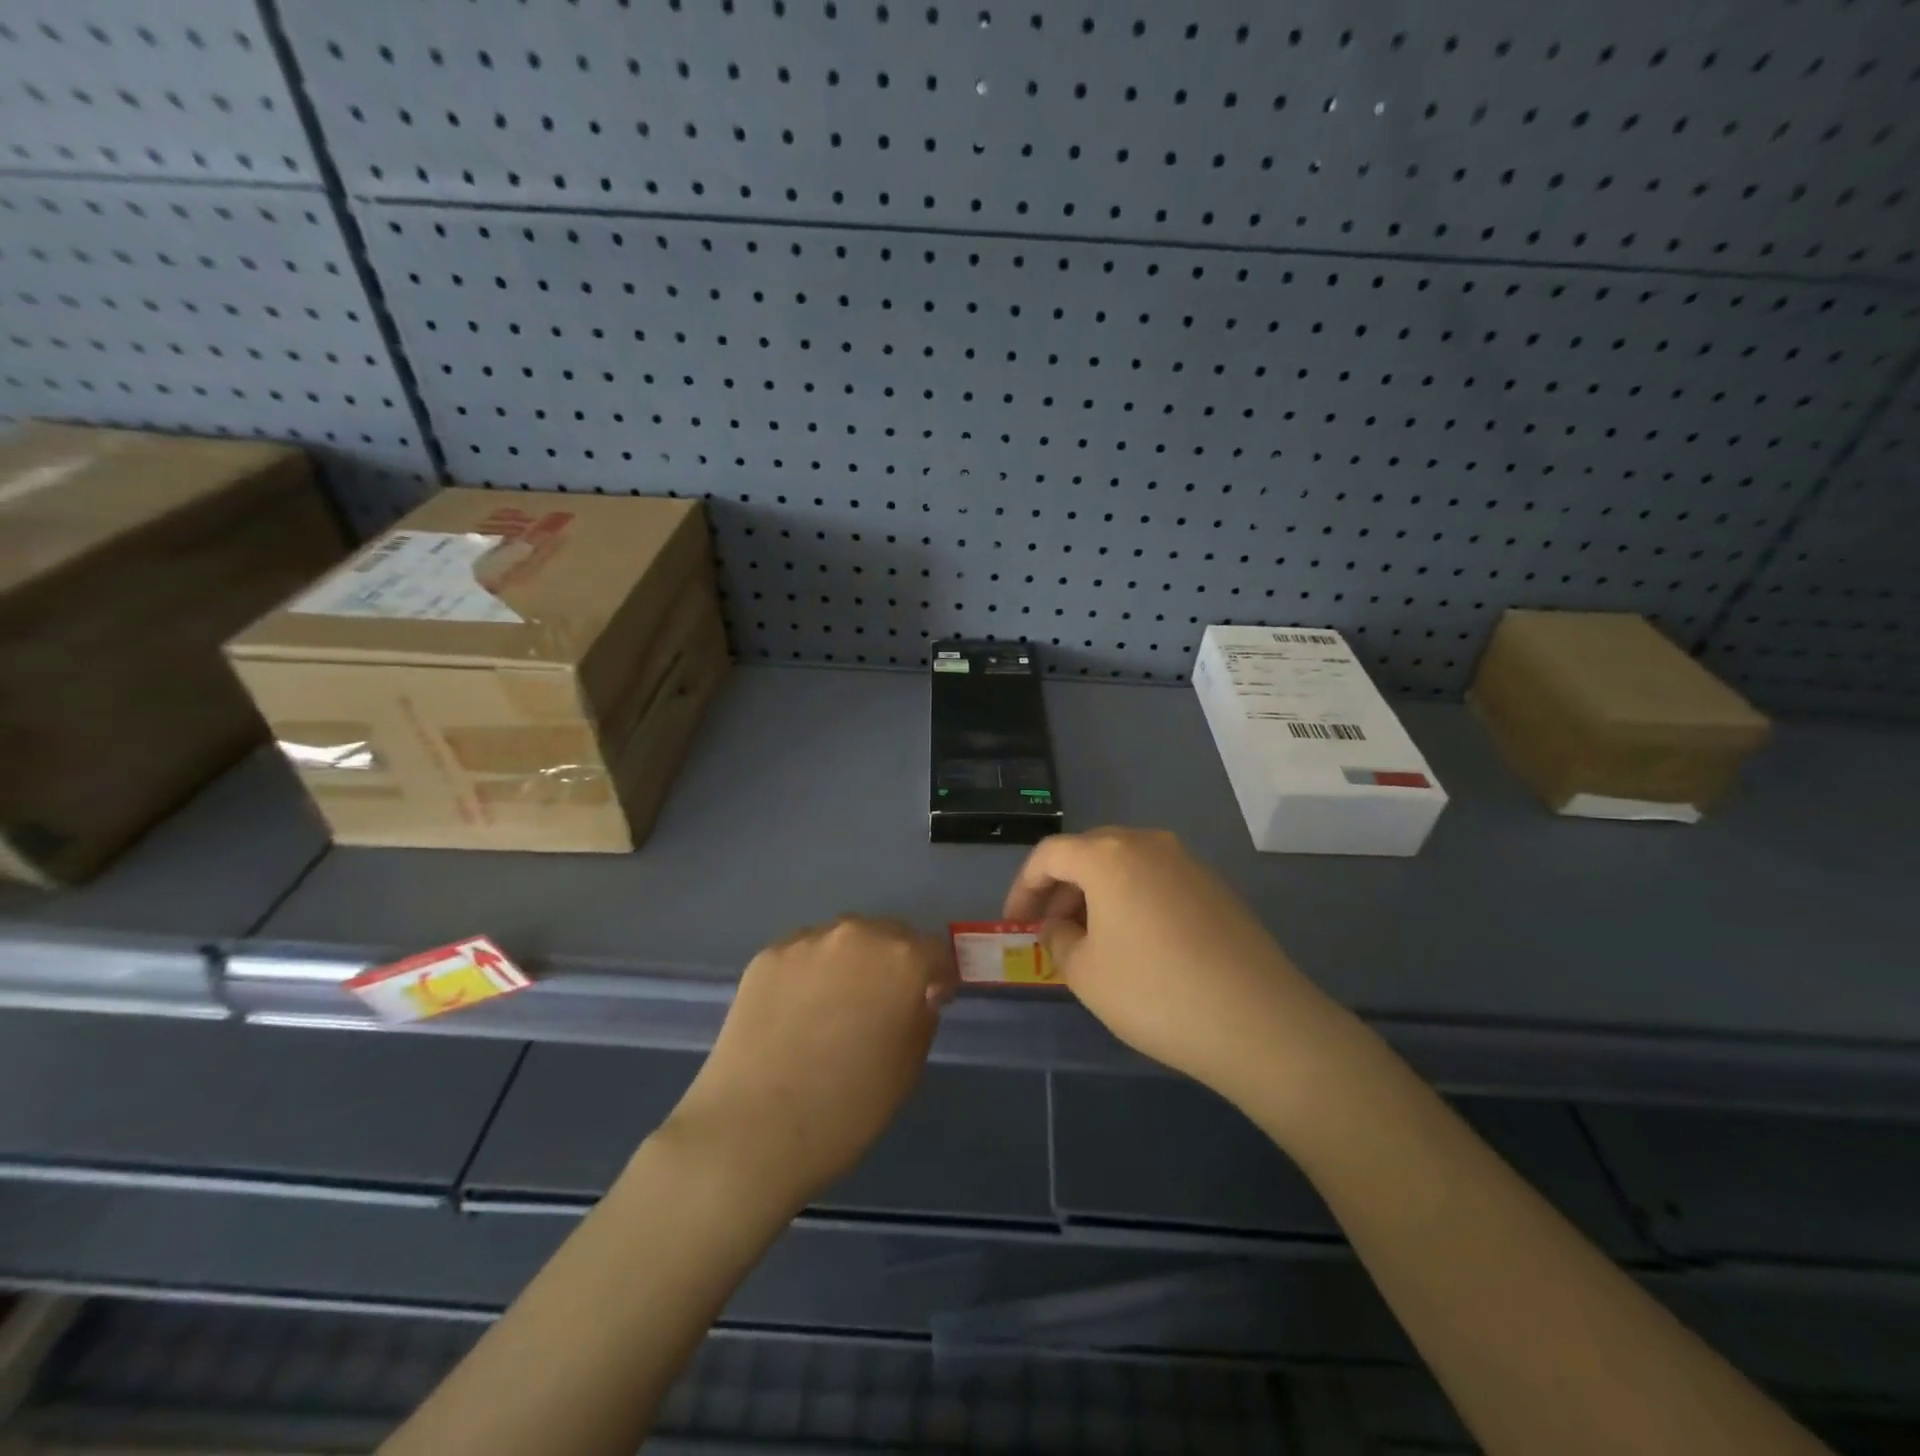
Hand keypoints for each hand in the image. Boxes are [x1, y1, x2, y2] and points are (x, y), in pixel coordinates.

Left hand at [662, 918, 952, 1210]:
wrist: (753, 1129)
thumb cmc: (847, 1109)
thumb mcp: (908, 1069)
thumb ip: (921, 1017)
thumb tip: (918, 995)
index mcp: (902, 960)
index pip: (935, 951)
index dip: (938, 977)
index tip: (931, 1002)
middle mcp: (857, 934)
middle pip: (889, 935)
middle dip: (894, 962)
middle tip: (882, 1003)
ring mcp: (807, 940)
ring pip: (843, 940)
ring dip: (851, 962)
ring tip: (834, 1006)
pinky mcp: (767, 955)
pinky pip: (803, 955)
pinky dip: (810, 973)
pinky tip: (797, 1012)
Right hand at [1004, 828, 1353, 1112]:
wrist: (1258, 1021)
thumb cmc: (1154, 992)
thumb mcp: (1085, 973)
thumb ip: (1058, 940)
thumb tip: (1060, 926)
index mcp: (1108, 855)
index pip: (1049, 855)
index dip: (1023, 887)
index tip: (1014, 923)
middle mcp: (1148, 843)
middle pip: (1088, 853)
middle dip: (1060, 889)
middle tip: (1048, 930)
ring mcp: (1187, 862)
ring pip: (1124, 866)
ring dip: (1096, 894)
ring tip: (1089, 940)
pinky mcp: (1215, 886)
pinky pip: (1156, 880)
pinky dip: (1131, 900)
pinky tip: (1135, 943)